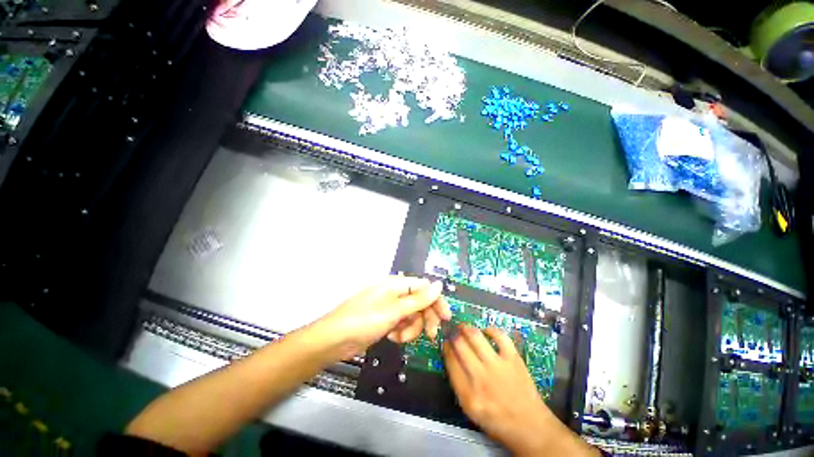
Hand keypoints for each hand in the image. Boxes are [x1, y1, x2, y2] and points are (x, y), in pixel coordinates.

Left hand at [313, 276, 450, 359]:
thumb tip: (439, 284)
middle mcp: (394, 292)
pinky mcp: (384, 320)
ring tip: (399, 337)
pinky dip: (400, 332)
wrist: (334, 341)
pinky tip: (391, 338)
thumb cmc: (364, 321)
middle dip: (425, 318)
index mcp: (396, 284)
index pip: (424, 287)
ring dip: (411, 328)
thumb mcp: (394, 310)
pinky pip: (401, 324)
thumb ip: (419, 299)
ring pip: (412, 315)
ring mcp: (389, 307)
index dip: (436, 301)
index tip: (446, 318)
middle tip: (431, 335)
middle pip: (420, 302)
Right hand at [444, 326, 596, 456]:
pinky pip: (499, 335)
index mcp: (468, 394)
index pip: (450, 361)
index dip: (445, 347)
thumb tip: (451, 355)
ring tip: (463, 326)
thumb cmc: (497, 420)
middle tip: (452, 331)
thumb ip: (458, 383)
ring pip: (475, 336)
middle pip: (460, 345)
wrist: (530, 426)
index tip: (445, 342)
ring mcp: (499, 366)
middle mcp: (481, 378)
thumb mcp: (470, 409)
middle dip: (453, 335)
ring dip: (466, 328)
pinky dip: (490, 330)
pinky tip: (486, 331)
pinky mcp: (514, 359)